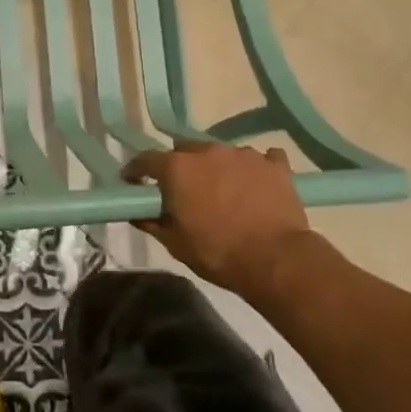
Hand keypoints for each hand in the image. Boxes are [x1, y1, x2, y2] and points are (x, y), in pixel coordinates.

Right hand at [122, 142, 309, 298]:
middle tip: (185, 190)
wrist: (276, 260)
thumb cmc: (217, 253)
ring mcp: (243, 154)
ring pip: (221, 154)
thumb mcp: (175, 244)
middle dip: (181, 167)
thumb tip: (136, 213)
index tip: (133, 182)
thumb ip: (151, 222)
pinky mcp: (274, 164)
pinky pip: (259, 159)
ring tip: (224, 191)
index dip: (137, 170)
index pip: (146, 159)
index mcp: (177, 168)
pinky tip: (256, 185)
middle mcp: (207, 151)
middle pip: (185, 150)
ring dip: (217, 168)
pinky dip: (254, 169)